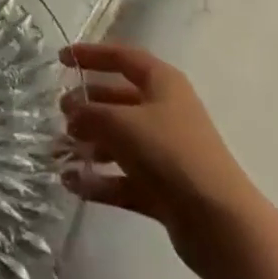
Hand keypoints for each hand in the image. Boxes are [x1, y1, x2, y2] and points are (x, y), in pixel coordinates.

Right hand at [59, 42, 261, 278]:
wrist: (218, 223)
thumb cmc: (170, 152)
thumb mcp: (123, 123)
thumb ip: (90, 113)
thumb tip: (71, 111)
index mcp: (162, 82)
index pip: (121, 57)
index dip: (91, 55)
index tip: (62, 59)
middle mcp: (164, 110)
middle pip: (119, 100)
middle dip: (88, 106)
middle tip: (61, 114)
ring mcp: (165, 151)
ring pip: (120, 141)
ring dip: (90, 146)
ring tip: (59, 152)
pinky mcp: (164, 189)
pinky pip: (124, 177)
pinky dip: (101, 180)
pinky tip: (73, 184)